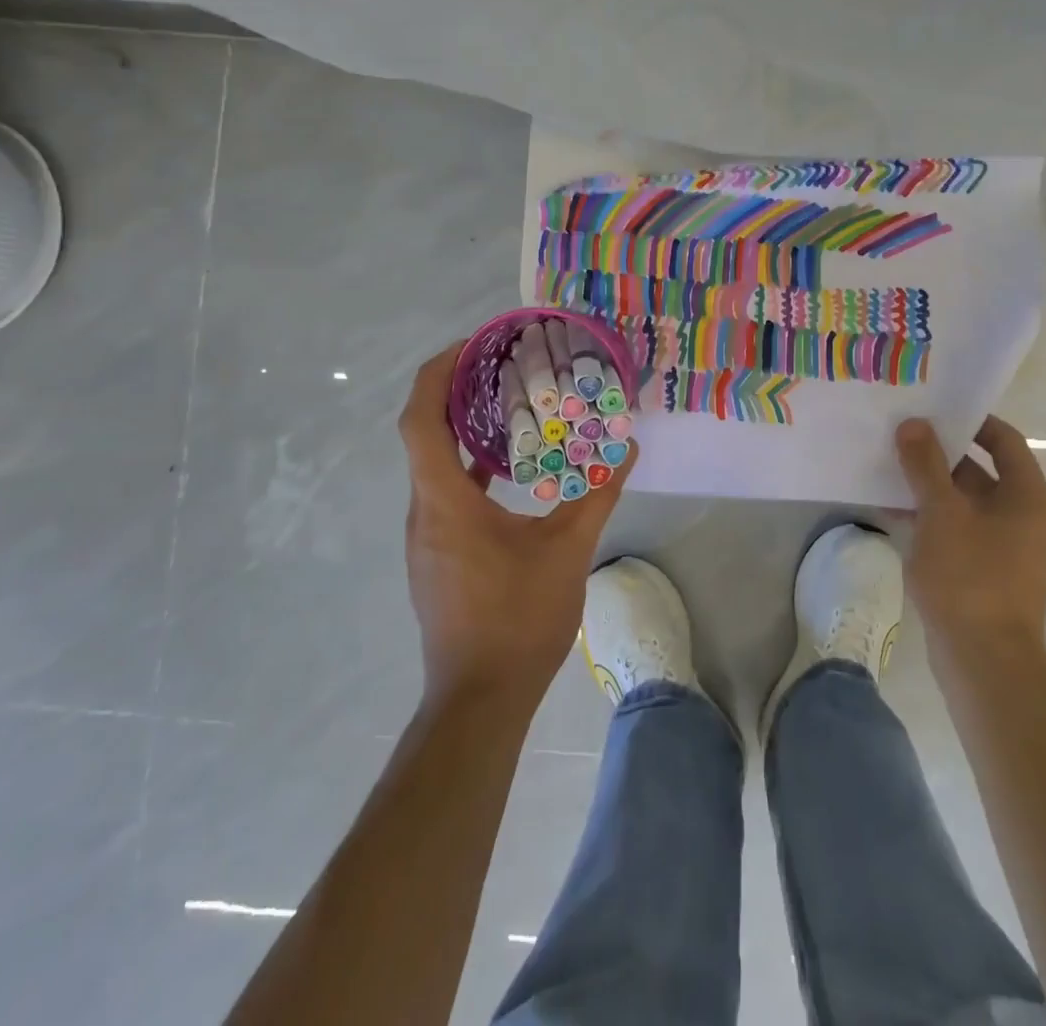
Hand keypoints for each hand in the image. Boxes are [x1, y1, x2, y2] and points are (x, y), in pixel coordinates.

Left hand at [399, 342, 635, 707]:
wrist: (479, 700)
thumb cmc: (518, 619)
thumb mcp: (567, 551)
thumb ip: (596, 495)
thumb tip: (625, 450)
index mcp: (445, 501)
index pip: (420, 420)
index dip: (436, 374)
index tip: (470, 345)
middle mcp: (423, 512)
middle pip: (423, 435)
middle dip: (454, 392)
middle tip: (499, 364)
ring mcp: (426, 536)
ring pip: (433, 465)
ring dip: (461, 430)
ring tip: (507, 404)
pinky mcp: (437, 556)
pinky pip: (444, 493)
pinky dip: (468, 467)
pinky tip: (506, 468)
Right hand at [894, 416, 1045, 663]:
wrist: (984, 660)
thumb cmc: (969, 576)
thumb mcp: (941, 512)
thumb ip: (925, 465)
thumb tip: (913, 424)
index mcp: (1028, 496)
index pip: (1004, 440)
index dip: (970, 421)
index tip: (931, 411)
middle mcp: (1024, 515)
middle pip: (981, 469)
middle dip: (939, 454)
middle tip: (898, 436)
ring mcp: (1007, 545)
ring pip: (965, 501)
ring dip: (929, 486)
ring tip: (887, 469)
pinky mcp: (987, 570)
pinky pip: (959, 528)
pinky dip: (931, 517)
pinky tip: (892, 512)